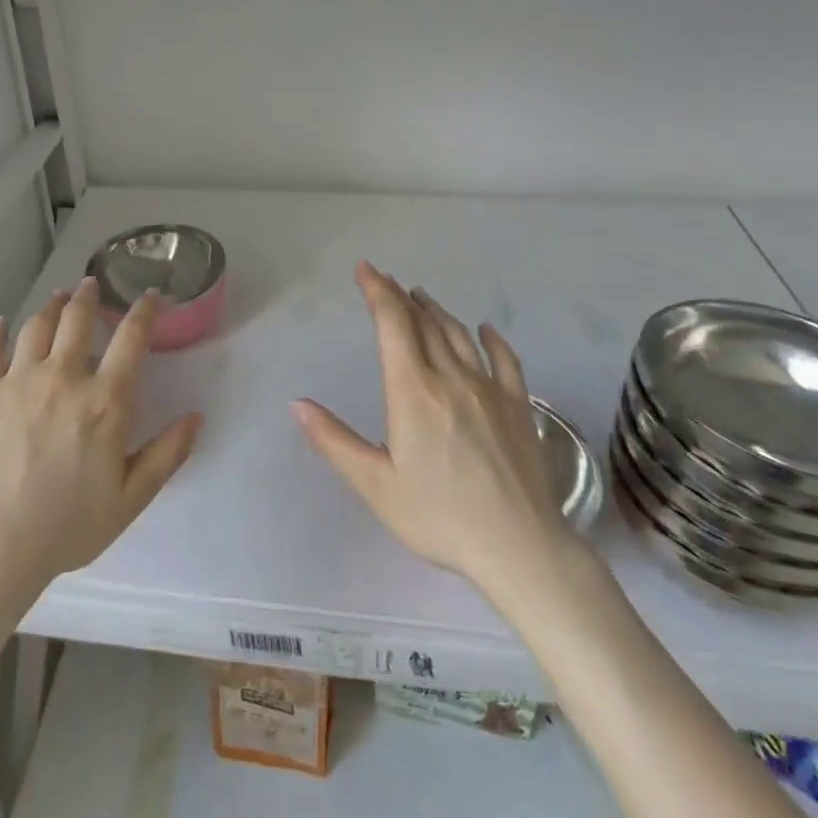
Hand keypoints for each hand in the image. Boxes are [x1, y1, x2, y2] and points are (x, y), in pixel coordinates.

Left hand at [0, 277, 201, 589]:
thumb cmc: (69, 526)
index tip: (150, 297)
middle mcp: (63, 378)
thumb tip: (196, 415)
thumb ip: (168, 453)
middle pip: (78, 318)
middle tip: (92, 285)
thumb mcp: (132, 498)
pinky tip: (2, 325)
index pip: (132, 338)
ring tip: (58, 298)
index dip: (144, 310)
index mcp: (105, 401)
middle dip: (89, 296)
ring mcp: (17, 381)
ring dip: (51, 306)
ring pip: (37, 326)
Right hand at [293, 262, 586, 600]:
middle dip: (400, 297)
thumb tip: (297, 404)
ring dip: (436, 311)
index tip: (366, 269)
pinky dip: (491, 339)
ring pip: (459, 336)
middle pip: (423, 323)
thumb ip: (334, 442)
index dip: (377, 292)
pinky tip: (485, 329)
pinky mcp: (518, 407)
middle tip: (385, 280)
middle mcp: (451, 378)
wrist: (520, 548)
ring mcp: (489, 390)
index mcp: (413, 392)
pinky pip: (505, 360)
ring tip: (421, 297)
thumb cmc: (439, 518)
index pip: (392, 326)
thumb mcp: (376, 485)